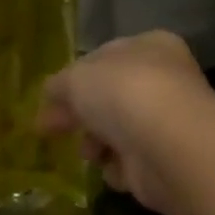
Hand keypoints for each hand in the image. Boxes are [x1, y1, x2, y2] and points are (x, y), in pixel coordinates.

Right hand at [37, 32, 214, 214]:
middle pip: (108, 98)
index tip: (48, 100)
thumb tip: (51, 94)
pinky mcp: (165, 159)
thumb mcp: (75, 78)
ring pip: (116, 132)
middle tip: (49, 129)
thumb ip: (58, 84)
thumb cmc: (122, 94)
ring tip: (88, 152)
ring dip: (94, 144)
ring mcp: (166, 121)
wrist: (166, 145)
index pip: (104, 59)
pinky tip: (113, 166)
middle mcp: (163, 80)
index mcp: (149, 47)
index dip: (73, 79)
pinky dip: (115, 167)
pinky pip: (128, 162)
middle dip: (79, 115)